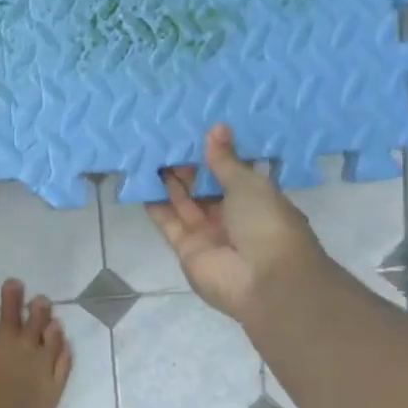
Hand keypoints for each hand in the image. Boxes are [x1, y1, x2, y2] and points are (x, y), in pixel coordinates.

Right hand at [146, 124, 325, 321]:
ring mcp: (207, 233)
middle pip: (204, 188)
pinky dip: (155, 205)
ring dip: (168, 182)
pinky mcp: (185, 248)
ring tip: (149, 155)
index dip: (213, 156)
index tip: (193, 133)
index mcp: (255, 199)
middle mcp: (231, 216)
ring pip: (183, 203)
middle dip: (187, 167)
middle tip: (166, 141)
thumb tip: (216, 128)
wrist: (263, 279)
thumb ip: (225, 160)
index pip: (230, 174)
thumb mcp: (249, 184)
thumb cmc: (266, 223)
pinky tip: (141, 182)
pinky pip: (167, 222)